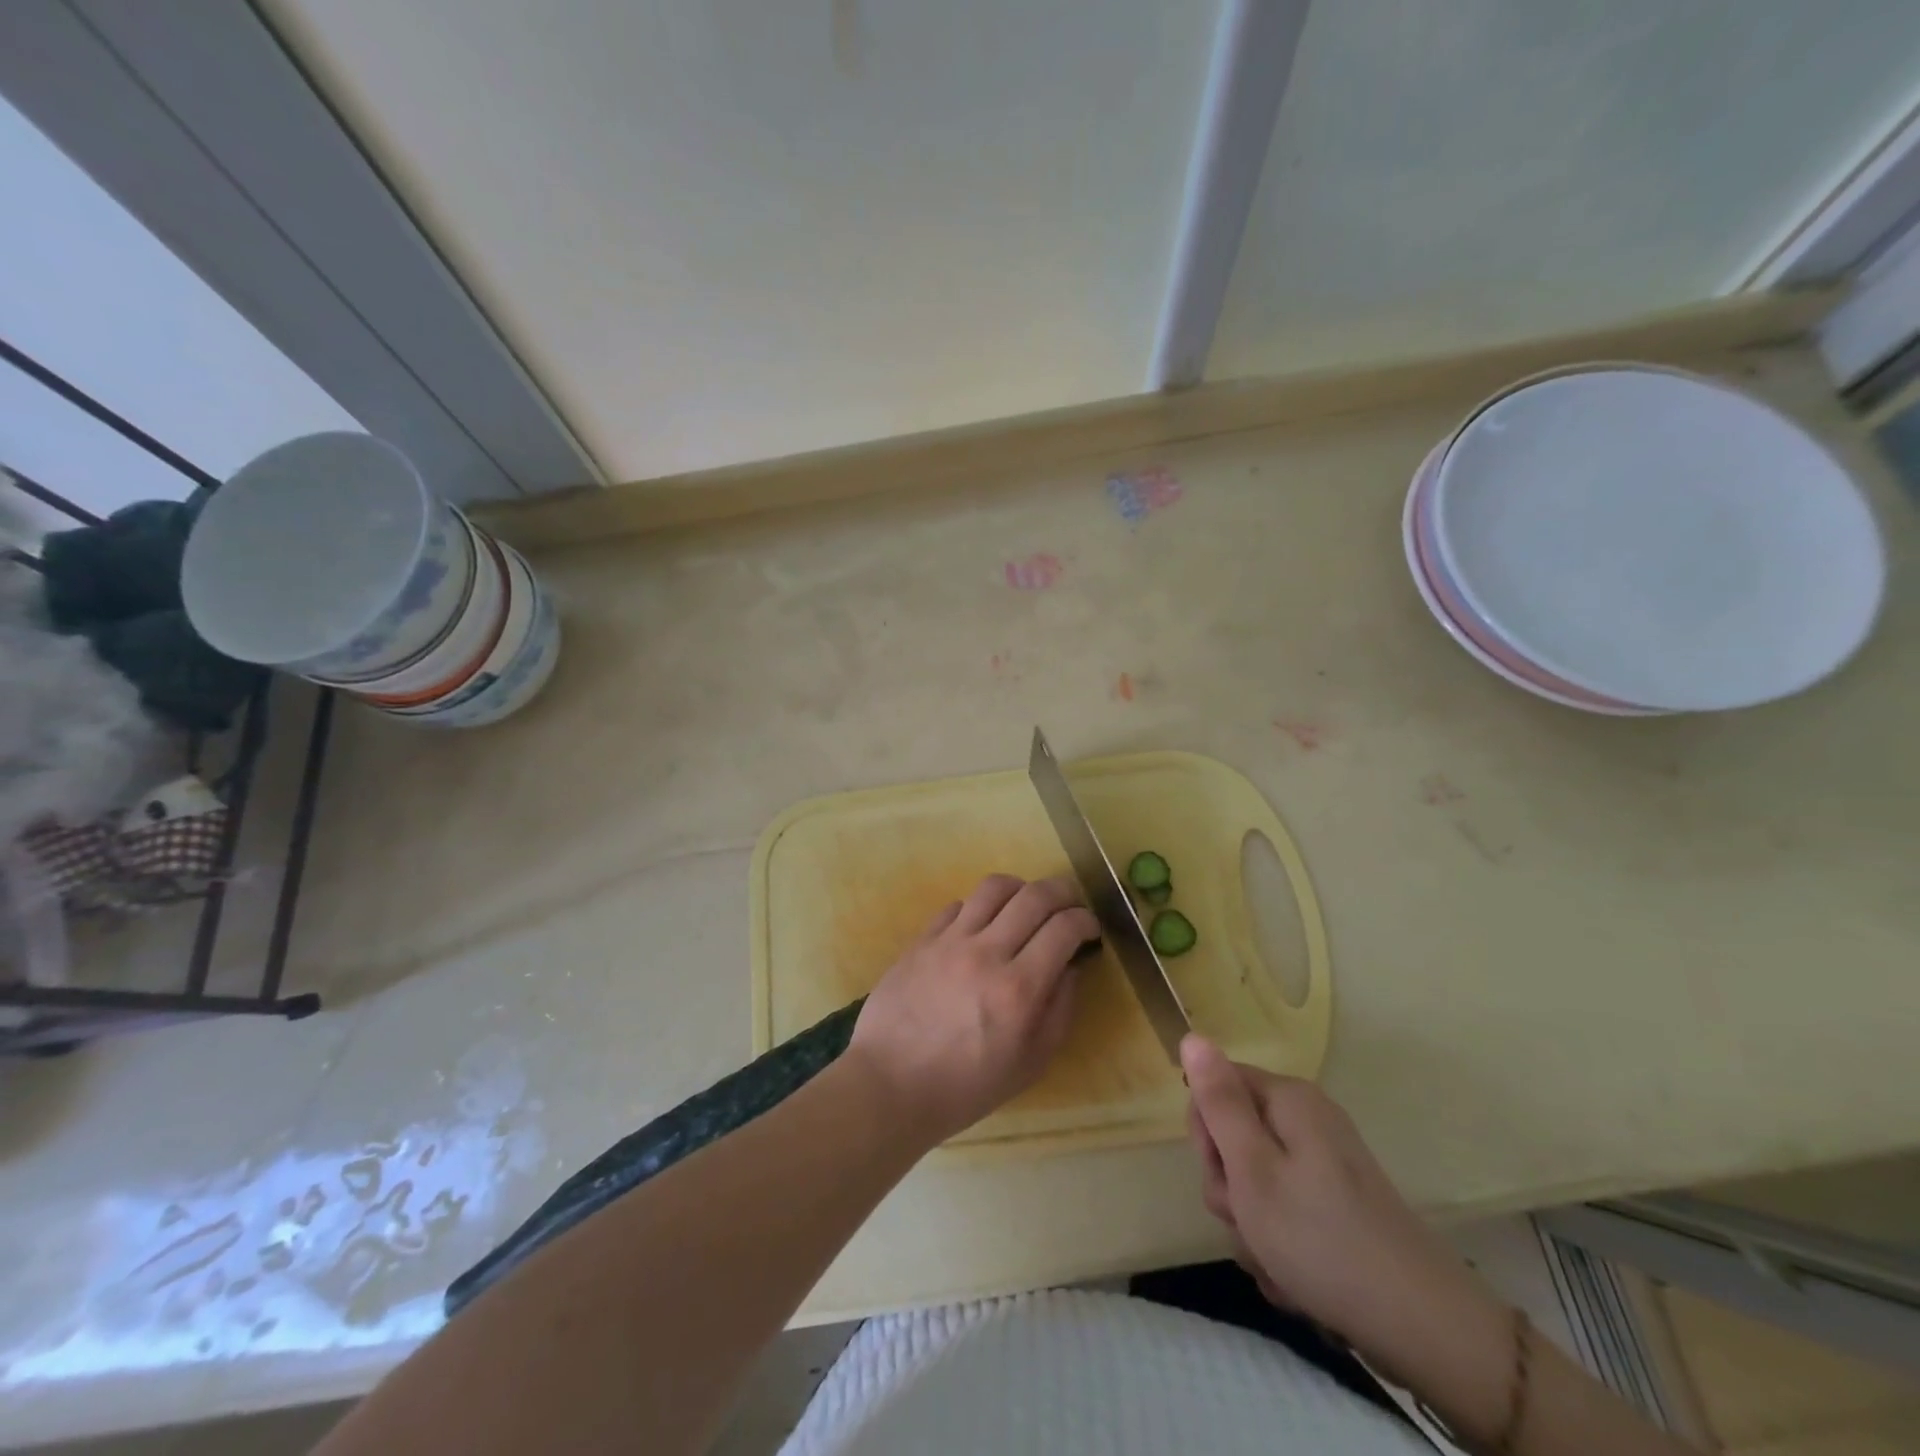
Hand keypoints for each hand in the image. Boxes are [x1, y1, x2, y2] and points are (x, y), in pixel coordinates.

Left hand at [847, 875, 1097, 1143]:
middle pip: (1035, 896)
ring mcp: (950, 940)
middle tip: (1069, 906)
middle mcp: (987, 953)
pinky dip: (979, 907)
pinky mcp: (922, 939)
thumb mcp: (1030, 1064)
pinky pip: (957, 904)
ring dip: (1021, 888)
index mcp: (1019, 988)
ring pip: (994, 887)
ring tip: (1026, 904)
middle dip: (1063, 892)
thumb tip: (1071, 967)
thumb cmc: (966, 1086)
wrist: (890, 1085)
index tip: (1090, 929)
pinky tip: (982, 925)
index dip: (1086, 920)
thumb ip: (1059, 1010)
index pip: (1064, 928)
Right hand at [1181, 1036, 1509, 1396]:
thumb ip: (1218, 1101)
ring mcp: (1325, 1163)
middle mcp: (1307, 1120)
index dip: (1206, 1134)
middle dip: (1229, 1186)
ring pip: (1254, 1182)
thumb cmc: (1320, 1239)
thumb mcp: (1252, 1168)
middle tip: (1248, 1220)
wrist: (1421, 1327)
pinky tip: (1293, 1277)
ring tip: (1273, 1259)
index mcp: (1288, 1100)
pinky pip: (1283, 1211)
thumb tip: (1192, 1036)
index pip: (1215, 1088)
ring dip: (1251, 1224)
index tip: (1223, 1175)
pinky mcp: (1336, 1203)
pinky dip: (1278, 1244)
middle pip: (1234, 1137)